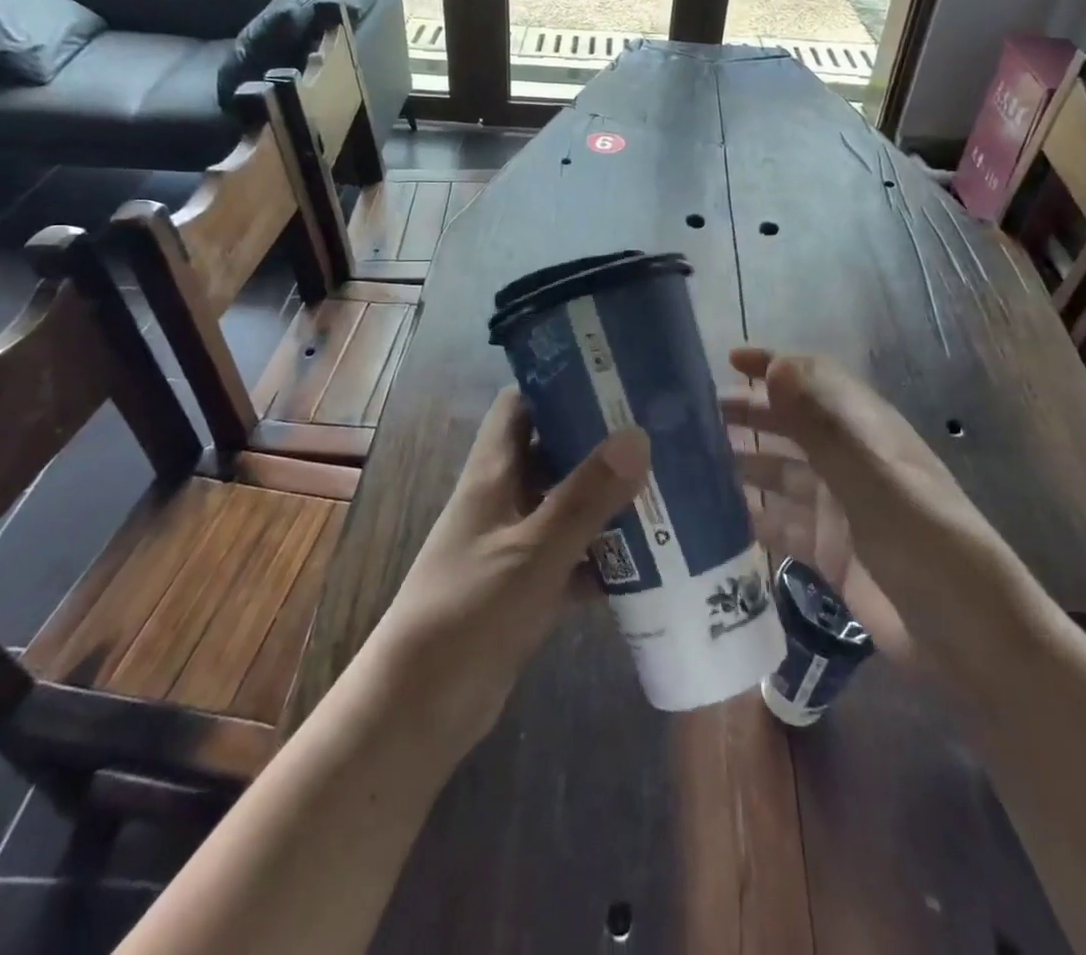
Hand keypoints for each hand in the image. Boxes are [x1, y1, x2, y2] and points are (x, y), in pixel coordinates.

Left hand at [362, 387, 649, 755]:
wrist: (419, 708)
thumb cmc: (469, 611)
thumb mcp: (534, 551)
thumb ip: (585, 497)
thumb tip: (637, 436)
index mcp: (493, 472)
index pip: (521, 405)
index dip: (559, 385)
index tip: (612, 379)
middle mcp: (503, 497)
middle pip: (552, 451)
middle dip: (599, 443)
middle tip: (657, 433)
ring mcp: (514, 542)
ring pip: (566, 504)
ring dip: (607, 500)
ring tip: (666, 488)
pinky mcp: (525, 585)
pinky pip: (572, 555)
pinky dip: (603, 556)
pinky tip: (649, 560)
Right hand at [722, 347, 1013, 671]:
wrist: (972, 643)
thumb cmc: (928, 547)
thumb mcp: (873, 481)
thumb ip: (822, 426)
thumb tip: (776, 366)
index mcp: (867, 432)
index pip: (815, 380)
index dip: (775, 366)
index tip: (728, 361)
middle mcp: (849, 462)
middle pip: (791, 425)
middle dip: (748, 413)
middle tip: (691, 416)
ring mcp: (839, 509)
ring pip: (780, 473)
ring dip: (742, 462)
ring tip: (690, 461)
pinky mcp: (829, 553)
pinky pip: (781, 524)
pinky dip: (751, 516)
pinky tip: (713, 516)